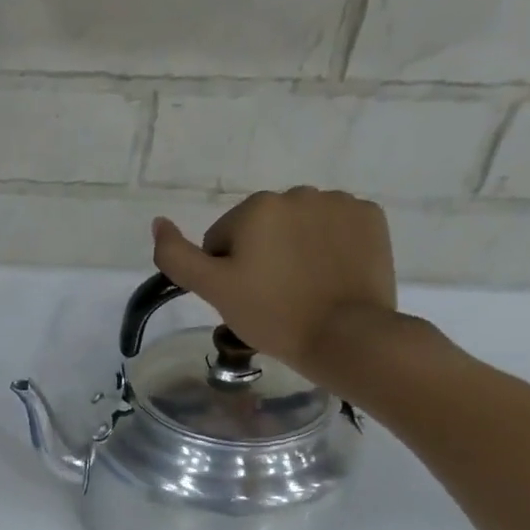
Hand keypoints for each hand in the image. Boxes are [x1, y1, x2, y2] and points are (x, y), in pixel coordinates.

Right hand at [151, 189, 398, 382]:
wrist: (344, 335)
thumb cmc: (271, 314)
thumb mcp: (213, 290)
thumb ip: (177, 256)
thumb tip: (158, 222)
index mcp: (256, 207)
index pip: (221, 240)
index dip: (225, 273)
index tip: (243, 298)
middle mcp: (298, 193)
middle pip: (260, 229)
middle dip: (260, 256)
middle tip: (270, 297)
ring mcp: (339, 203)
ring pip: (297, 227)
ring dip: (293, 250)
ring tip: (302, 289)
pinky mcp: (370, 218)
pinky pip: (334, 228)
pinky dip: (328, 247)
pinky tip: (329, 276)